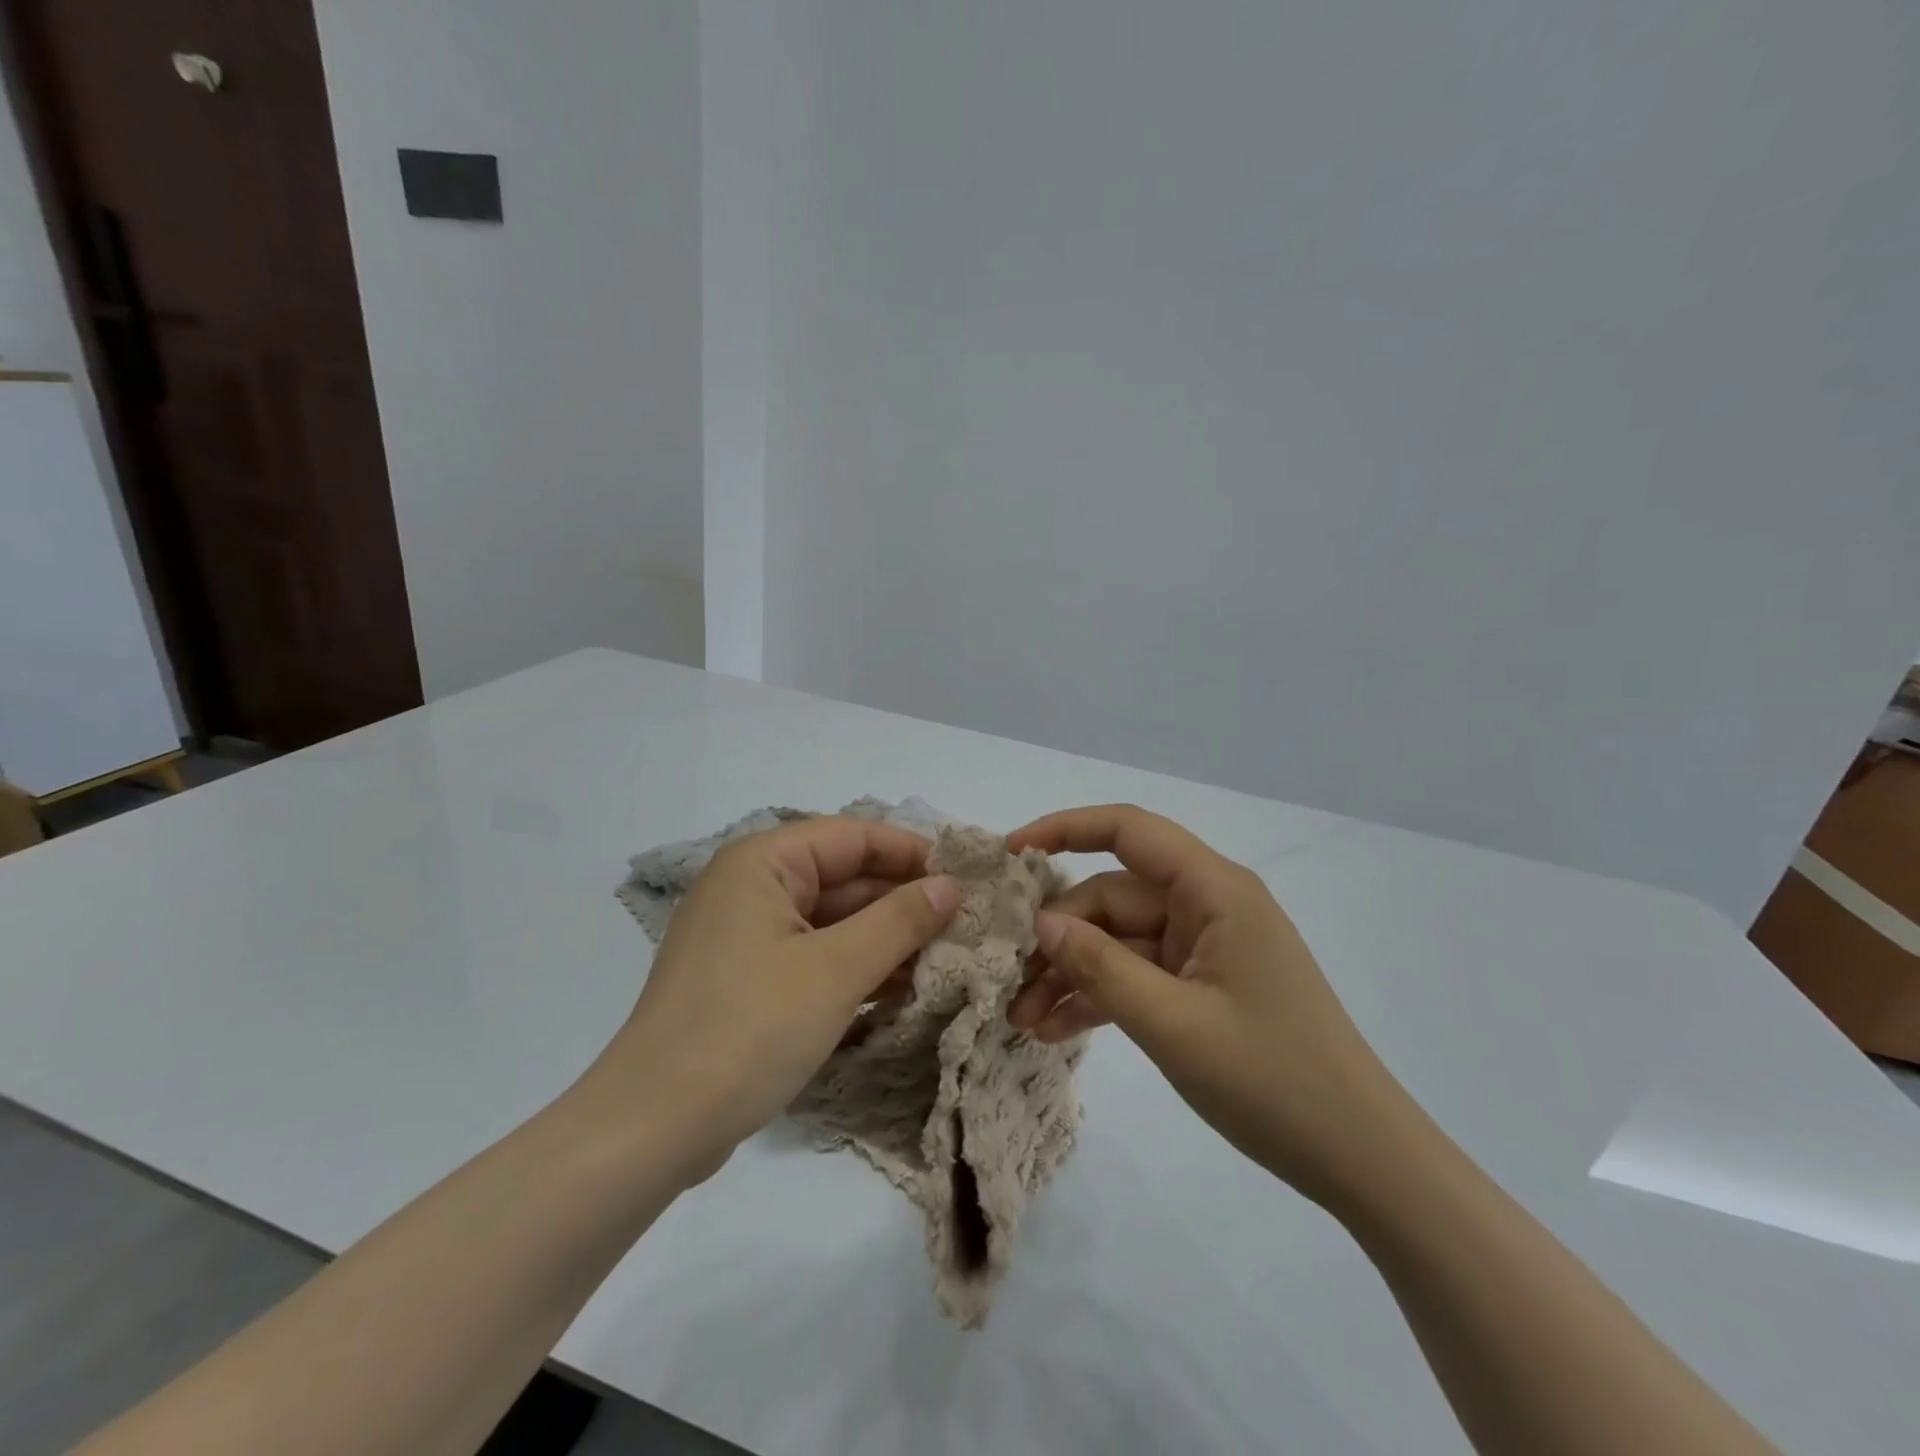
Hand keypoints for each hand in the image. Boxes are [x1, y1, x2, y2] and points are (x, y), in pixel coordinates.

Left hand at [590, 818, 961, 1180]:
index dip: (910, 853)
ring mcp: (748, 936)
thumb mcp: (836, 970)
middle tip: (966, 925)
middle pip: (844, 878)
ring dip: (885, 939)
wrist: (653, 1129)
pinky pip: (815, 956)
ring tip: (948, 959)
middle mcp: (752, 887)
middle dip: (902, 902)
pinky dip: (856, 968)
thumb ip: (899, 921)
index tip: (966, 877)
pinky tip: (905, 989)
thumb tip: (950, 885)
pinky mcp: (749, 980)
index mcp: (762, 862)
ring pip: (833, 921)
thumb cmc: (748, 1029)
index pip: (852, 836)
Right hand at [1007, 805, 1403, 1205]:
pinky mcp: (1202, 984)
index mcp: (1214, 890)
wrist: (1361, 1160)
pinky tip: (1056, 1030)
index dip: (1065, 829)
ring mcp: (1204, 947)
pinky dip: (1100, 996)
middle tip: (1009, 985)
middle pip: (1113, 897)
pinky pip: (1138, 974)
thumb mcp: (1173, 1025)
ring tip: (1023, 1019)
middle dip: (1058, 937)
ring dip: (1071, 974)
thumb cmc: (1274, 1082)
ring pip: (1118, 940)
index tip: (1010, 854)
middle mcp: (1208, 905)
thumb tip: (1040, 923)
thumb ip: (1100, 967)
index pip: (1129, 831)